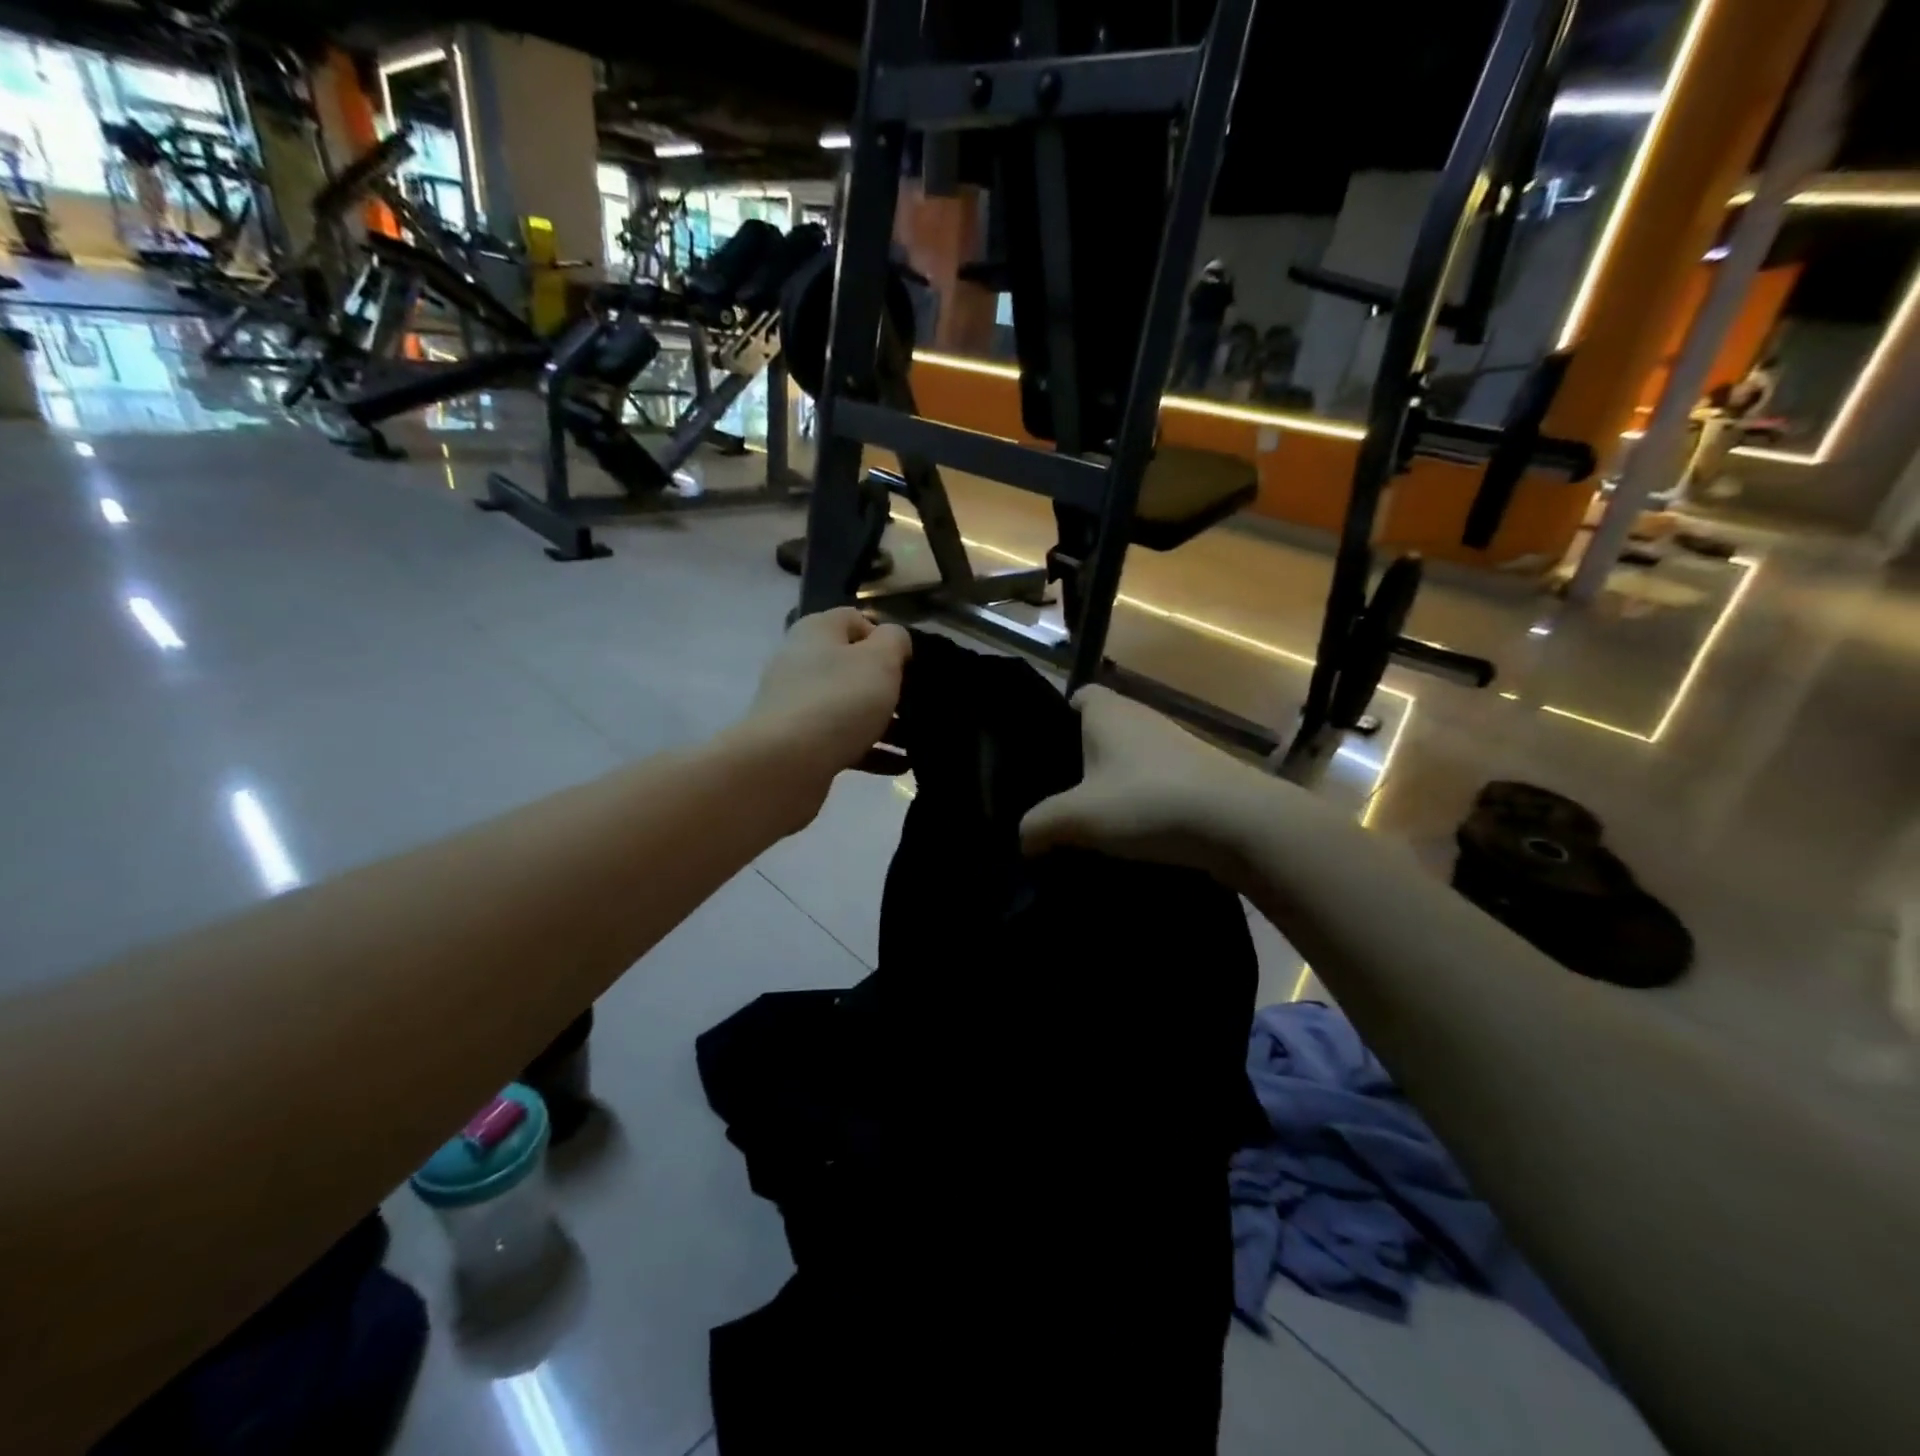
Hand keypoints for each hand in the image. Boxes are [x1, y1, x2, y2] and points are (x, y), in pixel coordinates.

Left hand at [740, 607, 911, 816]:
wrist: (786, 763)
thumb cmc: (839, 699)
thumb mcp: (880, 659)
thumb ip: (894, 641)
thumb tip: (893, 640)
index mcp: (817, 632)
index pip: (854, 620)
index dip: (885, 637)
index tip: (909, 663)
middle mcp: (801, 663)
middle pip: (853, 667)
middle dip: (888, 686)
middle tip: (918, 703)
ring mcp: (797, 705)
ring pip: (850, 707)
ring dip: (885, 723)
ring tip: (917, 740)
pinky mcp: (799, 743)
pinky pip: (843, 741)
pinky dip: (871, 751)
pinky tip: (900, 765)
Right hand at [1020, 686, 1281, 881]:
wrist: (1240, 824)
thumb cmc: (1147, 802)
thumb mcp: (1077, 818)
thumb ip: (1039, 825)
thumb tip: (1023, 839)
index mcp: (1107, 711)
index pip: (1077, 696)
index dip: (1058, 719)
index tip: (1044, 756)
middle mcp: (1141, 716)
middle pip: (1100, 730)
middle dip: (1081, 759)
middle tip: (1058, 797)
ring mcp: (1174, 743)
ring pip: (1129, 757)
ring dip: (1113, 783)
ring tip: (1093, 820)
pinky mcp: (1198, 772)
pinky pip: (1155, 779)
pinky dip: (1142, 799)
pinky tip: (1133, 832)